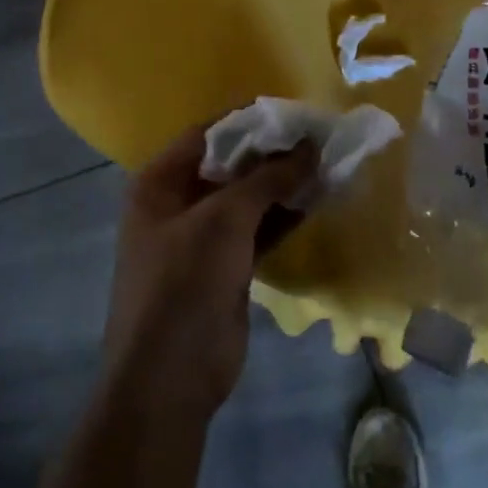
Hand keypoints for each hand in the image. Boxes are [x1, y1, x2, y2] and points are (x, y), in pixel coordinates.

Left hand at [103, 127, 317, 418]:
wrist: (171, 376)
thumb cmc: (184, 282)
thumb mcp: (223, 220)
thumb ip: (267, 179)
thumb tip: (309, 147)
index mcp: (159, 183)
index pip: (206, 134)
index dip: (248, 119)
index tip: (293, 110)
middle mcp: (178, 204)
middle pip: (230, 165)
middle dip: (272, 152)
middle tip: (319, 136)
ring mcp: (203, 238)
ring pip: (249, 199)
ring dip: (283, 184)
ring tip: (327, 162)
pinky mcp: (227, 267)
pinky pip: (259, 230)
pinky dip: (285, 215)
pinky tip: (318, 199)